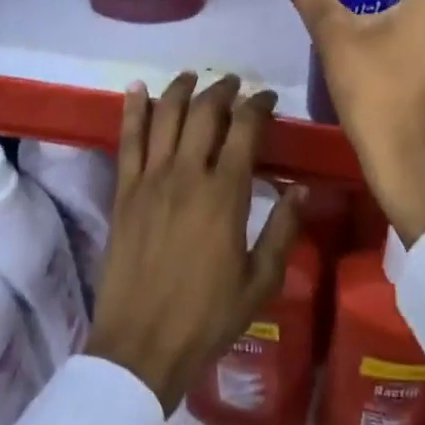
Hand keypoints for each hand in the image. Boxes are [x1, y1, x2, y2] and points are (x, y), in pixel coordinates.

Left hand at [87, 73, 304, 413]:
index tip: (267, 98)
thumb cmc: (206, 318)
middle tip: (234, 84)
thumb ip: (282, 230)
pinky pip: (128, 140)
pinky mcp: (124, 192)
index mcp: (225, 194)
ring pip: (166, 116)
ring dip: (181, 89)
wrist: (140, 348)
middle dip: (223, 91)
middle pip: (205, 113)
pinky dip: (133, 110)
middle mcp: (187, 175)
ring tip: (192, 76)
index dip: (258, 106)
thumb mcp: (260, 281)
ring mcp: (151, 180)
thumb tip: (301, 188)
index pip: (245, 130)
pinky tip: (137, 88)